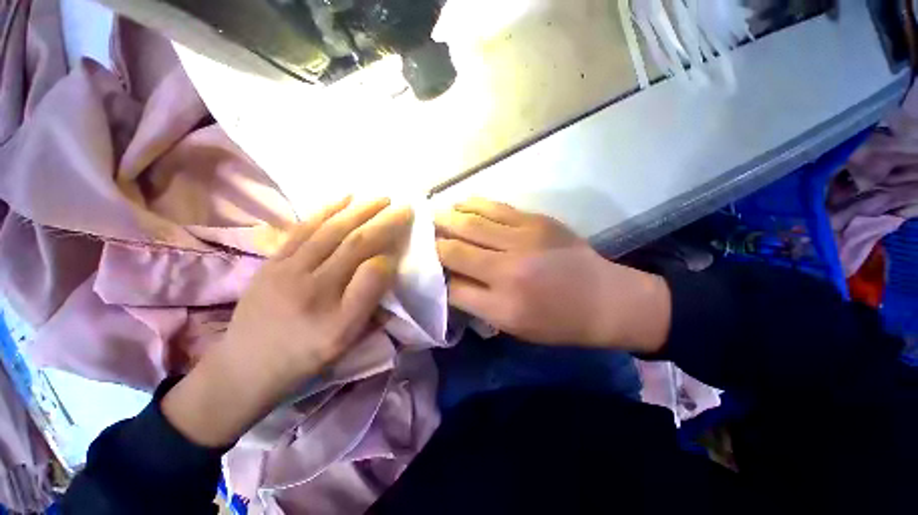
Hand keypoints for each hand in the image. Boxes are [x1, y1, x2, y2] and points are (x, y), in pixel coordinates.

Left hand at [163, 197, 412, 446]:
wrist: (245, 366)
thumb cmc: (305, 355)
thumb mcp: (345, 340)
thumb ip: (368, 301)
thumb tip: (385, 263)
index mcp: (333, 312)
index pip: (370, 270)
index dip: (391, 253)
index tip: (406, 232)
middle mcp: (309, 284)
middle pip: (351, 242)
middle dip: (381, 220)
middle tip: (401, 205)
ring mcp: (286, 269)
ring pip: (328, 231)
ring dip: (358, 210)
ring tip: (378, 197)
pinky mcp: (272, 261)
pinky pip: (302, 230)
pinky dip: (325, 210)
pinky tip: (342, 199)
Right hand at [435, 198, 670, 350]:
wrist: (606, 299)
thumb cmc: (558, 322)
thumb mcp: (514, 327)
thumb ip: (477, 304)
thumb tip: (449, 281)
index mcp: (502, 305)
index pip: (450, 287)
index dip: (433, 277)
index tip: (424, 268)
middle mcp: (507, 270)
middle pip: (453, 249)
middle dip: (432, 243)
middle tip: (419, 236)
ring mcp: (522, 239)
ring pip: (469, 222)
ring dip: (445, 218)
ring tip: (432, 216)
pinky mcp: (535, 220)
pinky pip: (493, 207)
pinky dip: (471, 204)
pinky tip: (459, 204)